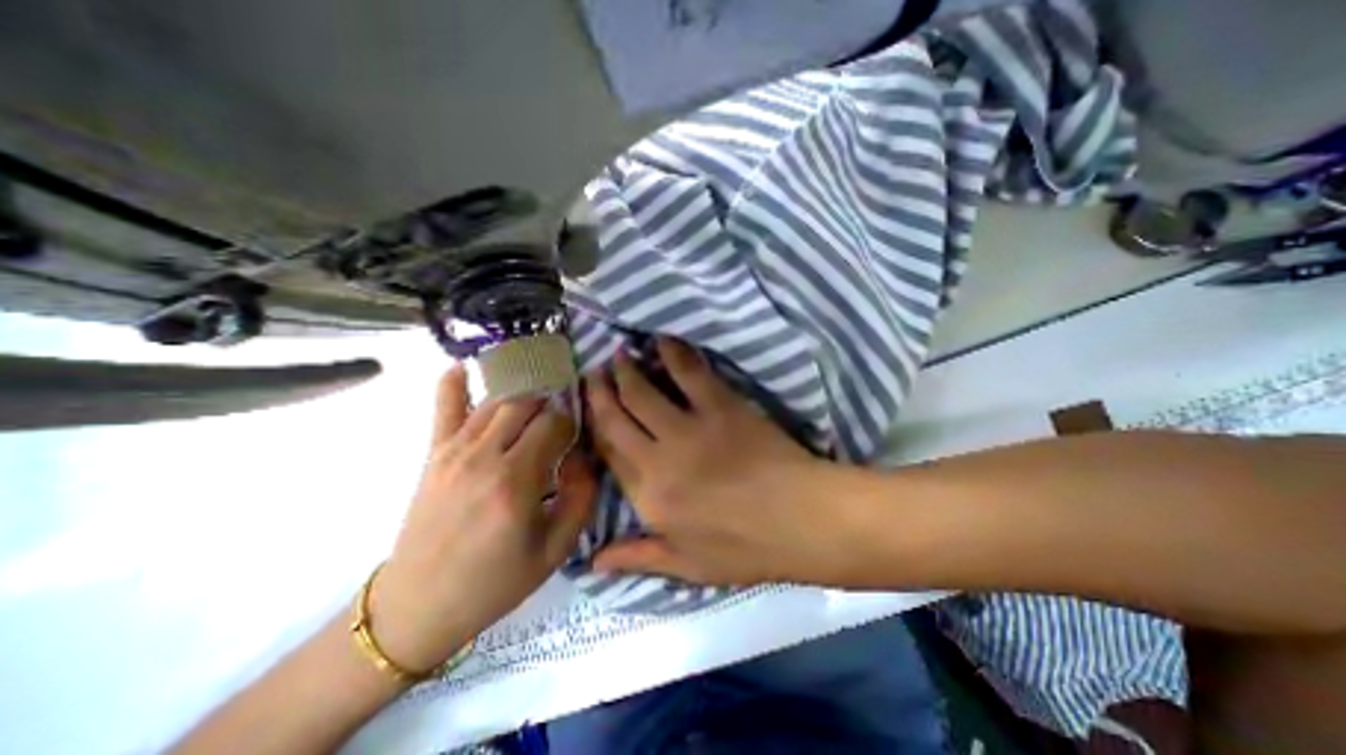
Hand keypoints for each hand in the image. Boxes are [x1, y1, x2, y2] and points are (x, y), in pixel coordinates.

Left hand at [368, 367, 596, 671]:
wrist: (418, 607)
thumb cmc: (496, 581)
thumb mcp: (556, 550)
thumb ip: (581, 497)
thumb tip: (585, 456)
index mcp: (516, 482)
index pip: (554, 424)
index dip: (572, 423)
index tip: (577, 436)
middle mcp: (484, 456)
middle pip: (527, 404)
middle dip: (551, 404)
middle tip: (561, 418)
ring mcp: (454, 451)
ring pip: (497, 400)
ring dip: (522, 394)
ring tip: (538, 398)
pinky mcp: (434, 454)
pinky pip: (445, 407)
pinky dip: (455, 382)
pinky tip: (466, 366)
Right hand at [586, 337, 861, 589]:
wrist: (802, 521)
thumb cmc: (746, 548)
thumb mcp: (688, 566)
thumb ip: (638, 557)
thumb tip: (592, 562)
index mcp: (649, 498)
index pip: (609, 454)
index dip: (595, 427)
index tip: (589, 407)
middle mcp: (659, 459)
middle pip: (618, 418)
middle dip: (601, 392)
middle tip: (595, 371)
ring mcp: (689, 429)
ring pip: (643, 392)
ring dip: (628, 371)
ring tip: (620, 354)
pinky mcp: (720, 406)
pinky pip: (688, 373)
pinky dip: (672, 354)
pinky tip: (662, 341)